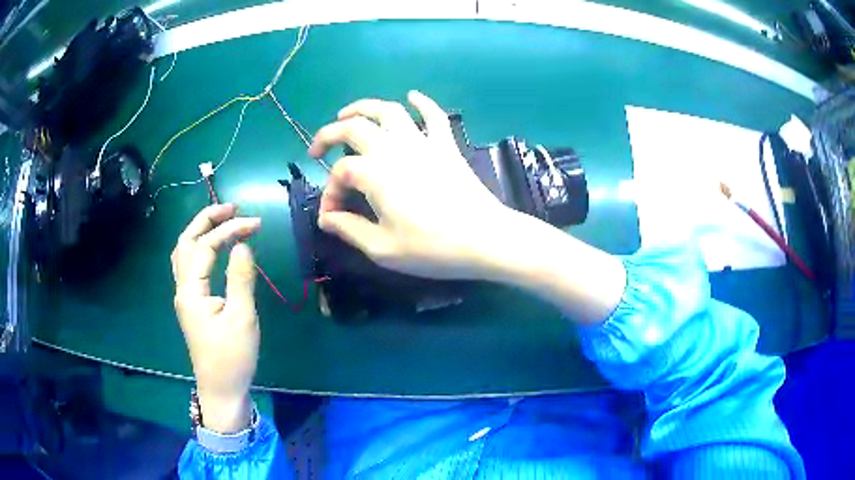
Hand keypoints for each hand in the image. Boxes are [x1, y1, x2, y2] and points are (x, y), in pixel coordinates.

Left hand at [171, 204, 260, 433]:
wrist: (221, 389)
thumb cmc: (232, 357)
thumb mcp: (242, 318)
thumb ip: (240, 278)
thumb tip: (243, 244)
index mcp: (191, 291)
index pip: (205, 247)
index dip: (228, 230)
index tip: (256, 224)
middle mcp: (182, 288)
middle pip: (186, 241)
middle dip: (207, 219)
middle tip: (232, 208)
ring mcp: (185, 296)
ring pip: (184, 252)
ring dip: (201, 231)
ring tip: (223, 219)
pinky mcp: (192, 303)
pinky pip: (189, 265)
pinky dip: (200, 247)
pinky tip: (212, 247)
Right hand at [311, 91, 625, 322]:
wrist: (485, 238)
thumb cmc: (433, 248)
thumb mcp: (383, 249)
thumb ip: (350, 230)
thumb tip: (326, 218)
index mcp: (376, 174)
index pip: (340, 173)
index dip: (329, 192)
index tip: (332, 216)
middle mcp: (395, 149)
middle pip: (354, 128)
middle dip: (329, 134)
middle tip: (318, 149)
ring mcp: (422, 143)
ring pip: (389, 111)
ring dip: (364, 107)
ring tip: (347, 113)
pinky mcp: (446, 146)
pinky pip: (434, 116)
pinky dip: (422, 103)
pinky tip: (412, 96)